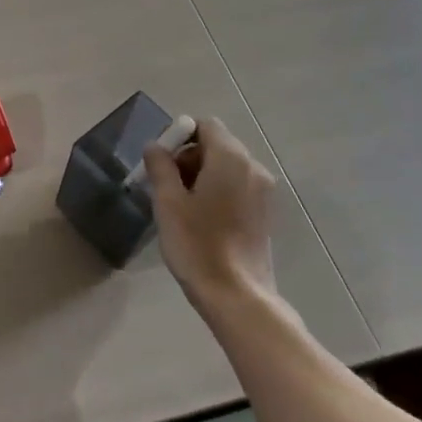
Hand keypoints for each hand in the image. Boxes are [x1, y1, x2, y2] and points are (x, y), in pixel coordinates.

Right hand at [143, 117, 278, 313]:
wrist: (237, 296)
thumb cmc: (198, 244)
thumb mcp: (168, 202)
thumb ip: (161, 166)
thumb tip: (156, 146)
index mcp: (231, 158)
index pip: (205, 125)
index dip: (180, 136)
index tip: (162, 163)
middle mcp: (253, 167)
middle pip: (217, 144)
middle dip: (189, 157)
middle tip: (167, 187)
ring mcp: (263, 191)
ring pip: (227, 167)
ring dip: (203, 175)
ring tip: (183, 206)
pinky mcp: (265, 213)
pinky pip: (238, 186)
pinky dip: (219, 191)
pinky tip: (203, 219)